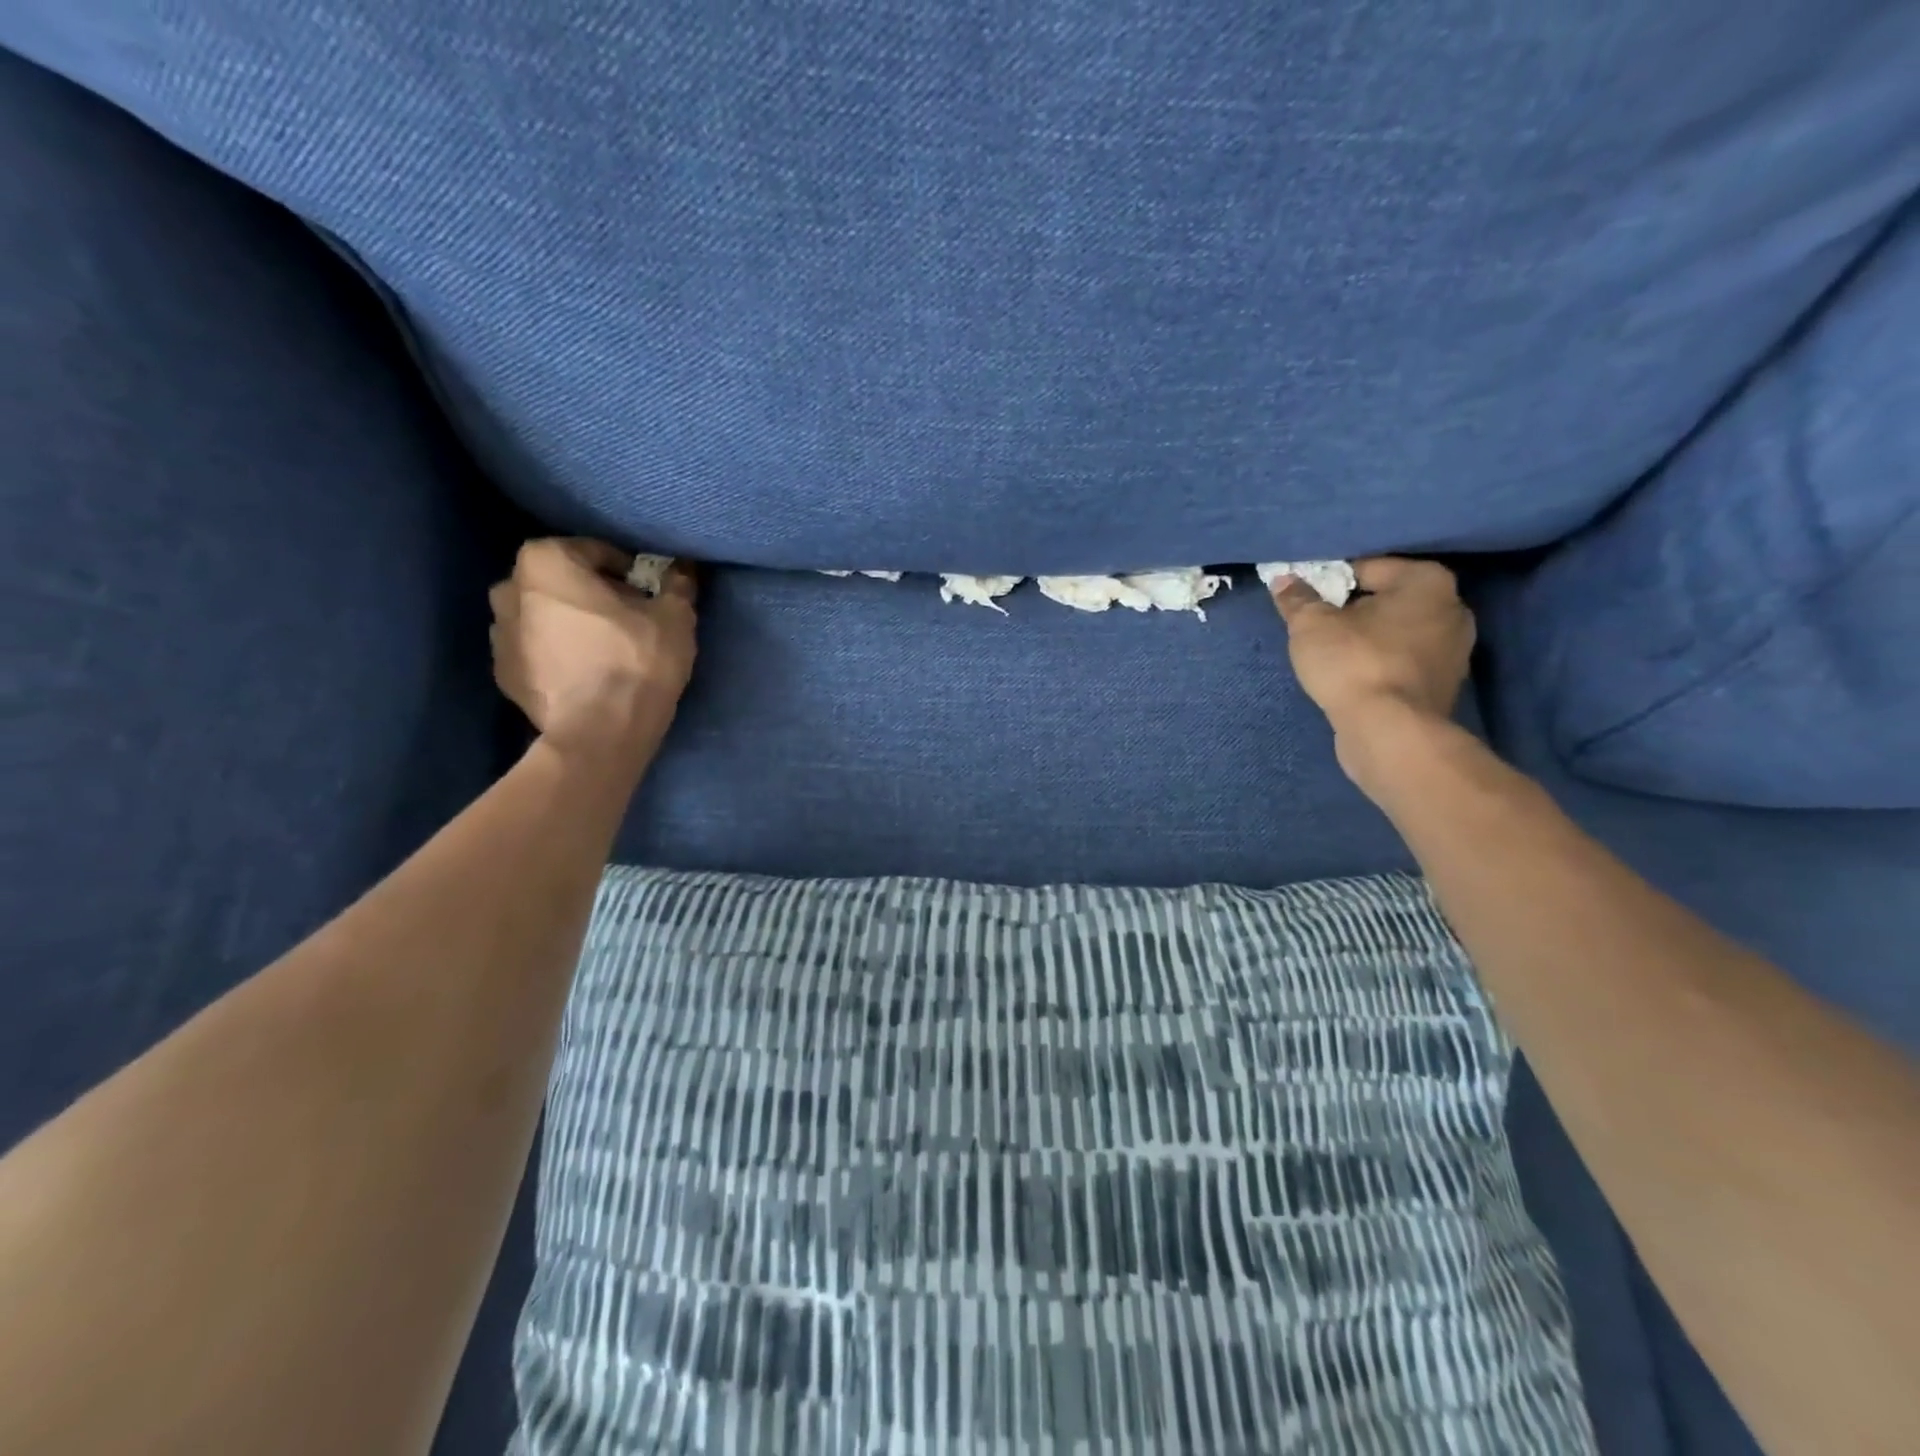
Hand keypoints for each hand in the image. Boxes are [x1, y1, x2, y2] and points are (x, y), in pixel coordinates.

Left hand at [489, 538, 697, 766]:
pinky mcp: (503, 675)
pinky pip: (536, 651)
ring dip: (570, 624)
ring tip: (606, 648)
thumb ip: (678, 585)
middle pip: (561, 582)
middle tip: (628, 617)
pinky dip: (557, 654)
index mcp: (545, 562)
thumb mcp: (674, 617)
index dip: (626, 570)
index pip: (593, 551)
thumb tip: (683, 569)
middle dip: (591, 593)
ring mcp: (498, 635)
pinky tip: (587, 673)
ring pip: (544, 616)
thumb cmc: (635, 661)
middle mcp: (509, 589)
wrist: (599, 733)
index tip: (647, 592)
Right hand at [1270, 557, 1475, 788]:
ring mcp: (1455, 650)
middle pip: (1386, 600)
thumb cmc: (1353, 663)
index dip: (1330, 581)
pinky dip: (1380, 663)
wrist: (1388, 731)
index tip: (1306, 599)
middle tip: (1317, 626)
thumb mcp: (1311, 625)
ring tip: (1331, 654)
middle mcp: (1452, 608)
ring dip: (1367, 638)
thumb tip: (1284, 580)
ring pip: (1396, 632)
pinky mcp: (1445, 685)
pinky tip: (1353, 677)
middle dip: (1352, 609)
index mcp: (1427, 582)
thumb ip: (1297, 599)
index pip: (1367, 568)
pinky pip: (1403, 661)